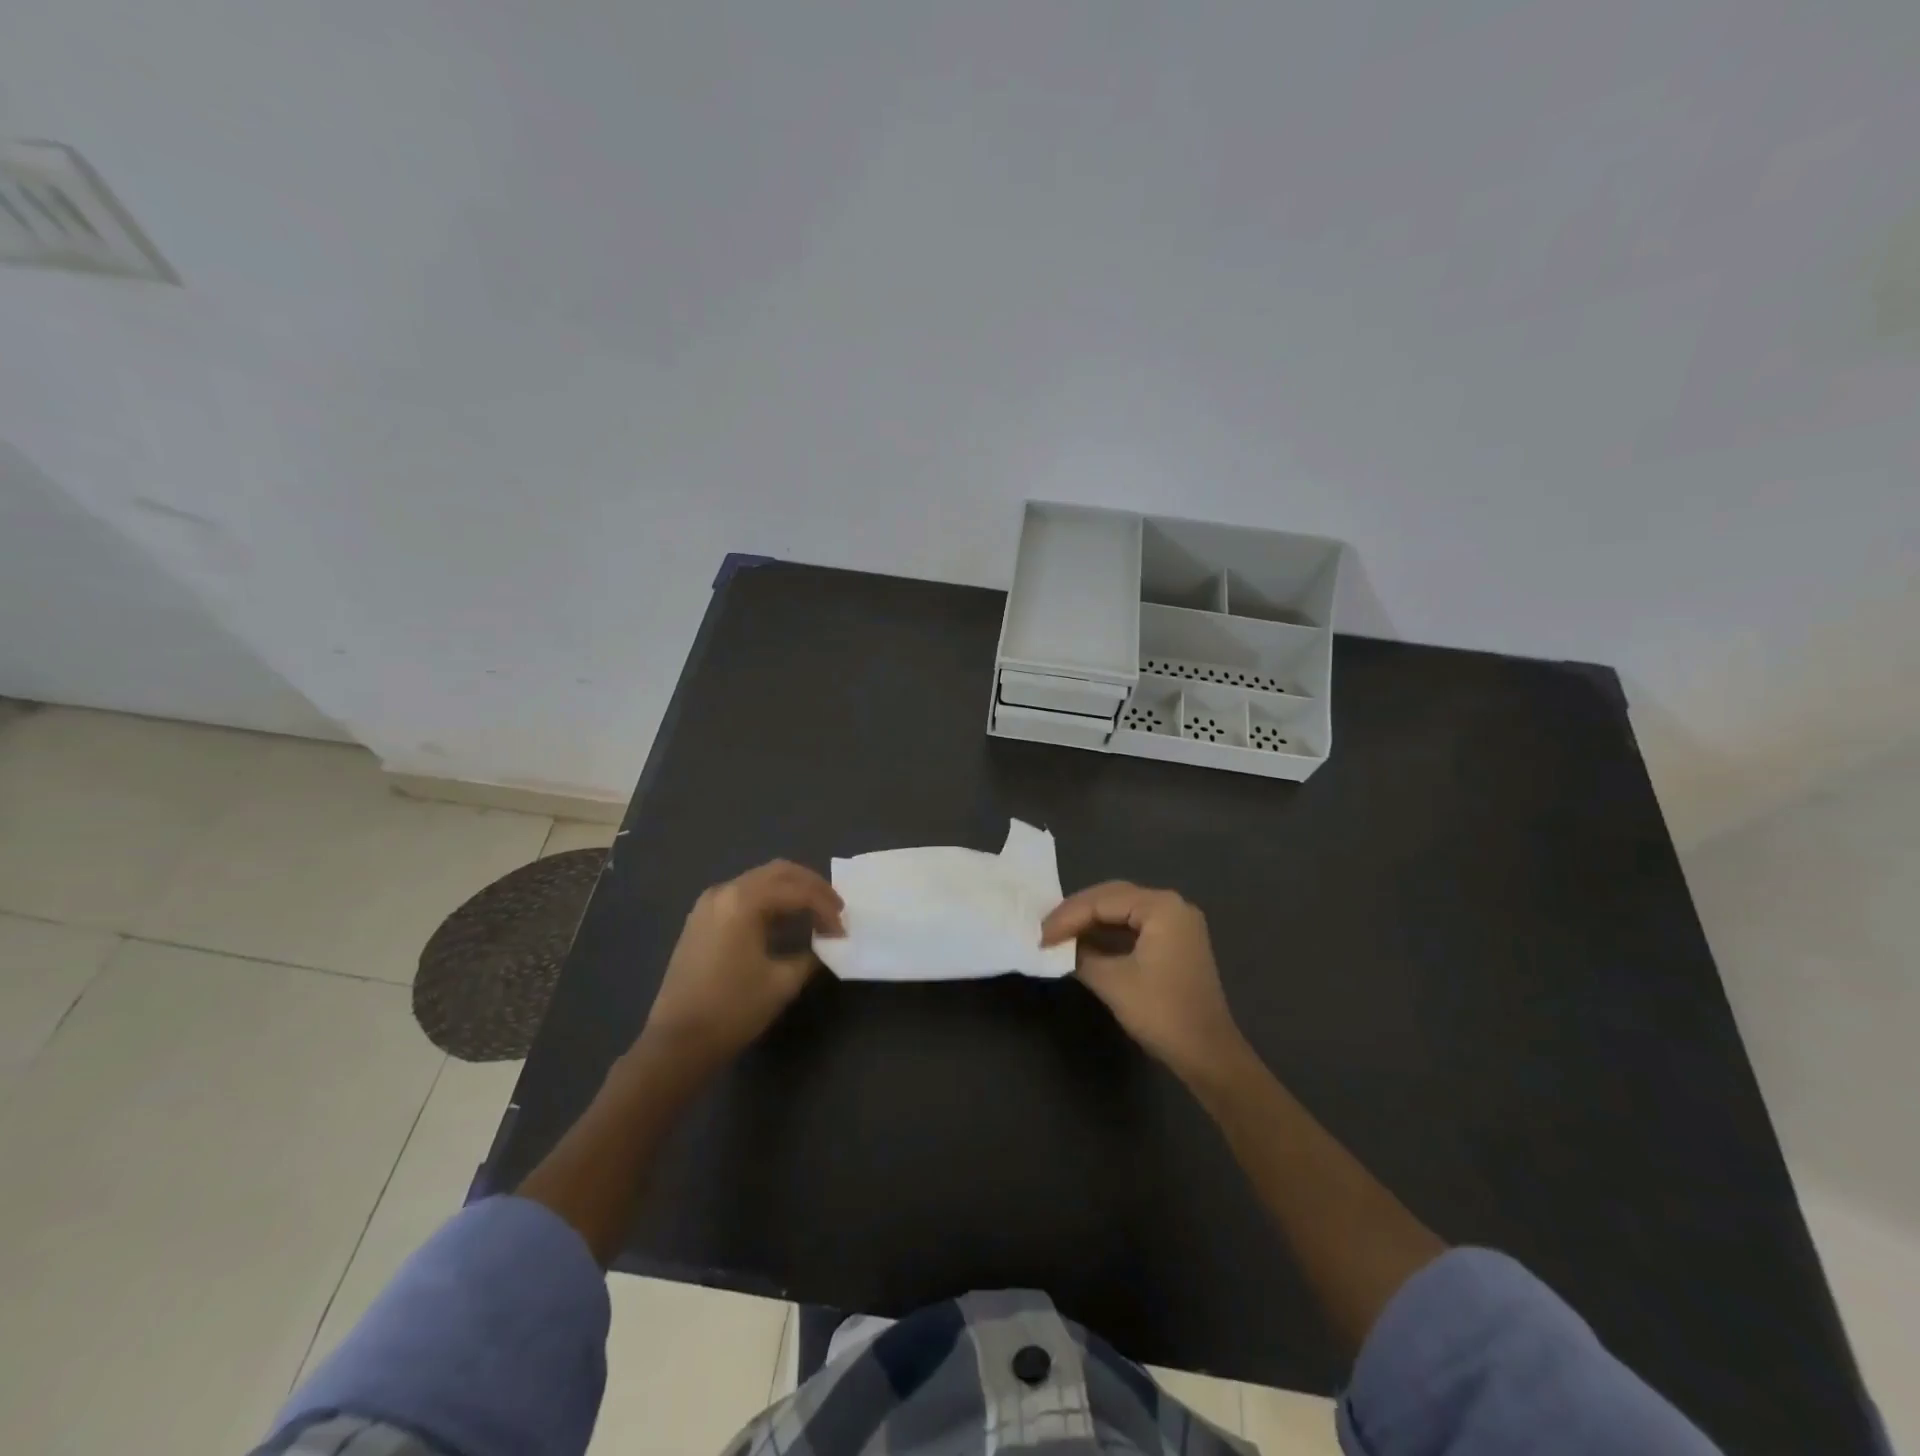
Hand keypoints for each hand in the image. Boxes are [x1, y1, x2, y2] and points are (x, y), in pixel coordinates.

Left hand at [637, 860, 843, 1083]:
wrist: (677, 1043)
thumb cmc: (733, 1010)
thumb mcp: (782, 982)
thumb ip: (811, 955)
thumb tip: (826, 944)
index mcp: (744, 901)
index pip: (798, 891)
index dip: (826, 908)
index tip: (843, 931)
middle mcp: (725, 891)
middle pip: (779, 873)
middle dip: (812, 887)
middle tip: (835, 909)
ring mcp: (709, 903)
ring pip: (761, 880)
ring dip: (791, 891)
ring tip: (815, 914)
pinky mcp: (701, 918)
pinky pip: (744, 895)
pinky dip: (770, 900)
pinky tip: (784, 921)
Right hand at [1041, 881, 1244, 1082]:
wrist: (1208, 1054)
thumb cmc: (1161, 1013)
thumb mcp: (1112, 982)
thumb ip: (1081, 955)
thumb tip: (1059, 946)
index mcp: (1161, 907)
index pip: (1102, 901)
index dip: (1067, 917)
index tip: (1040, 936)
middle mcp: (1172, 905)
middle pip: (1113, 897)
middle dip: (1077, 913)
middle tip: (1046, 930)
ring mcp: (1178, 923)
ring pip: (1123, 910)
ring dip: (1091, 921)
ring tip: (1060, 934)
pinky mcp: (1176, 942)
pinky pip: (1135, 925)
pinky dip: (1109, 932)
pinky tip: (1086, 942)